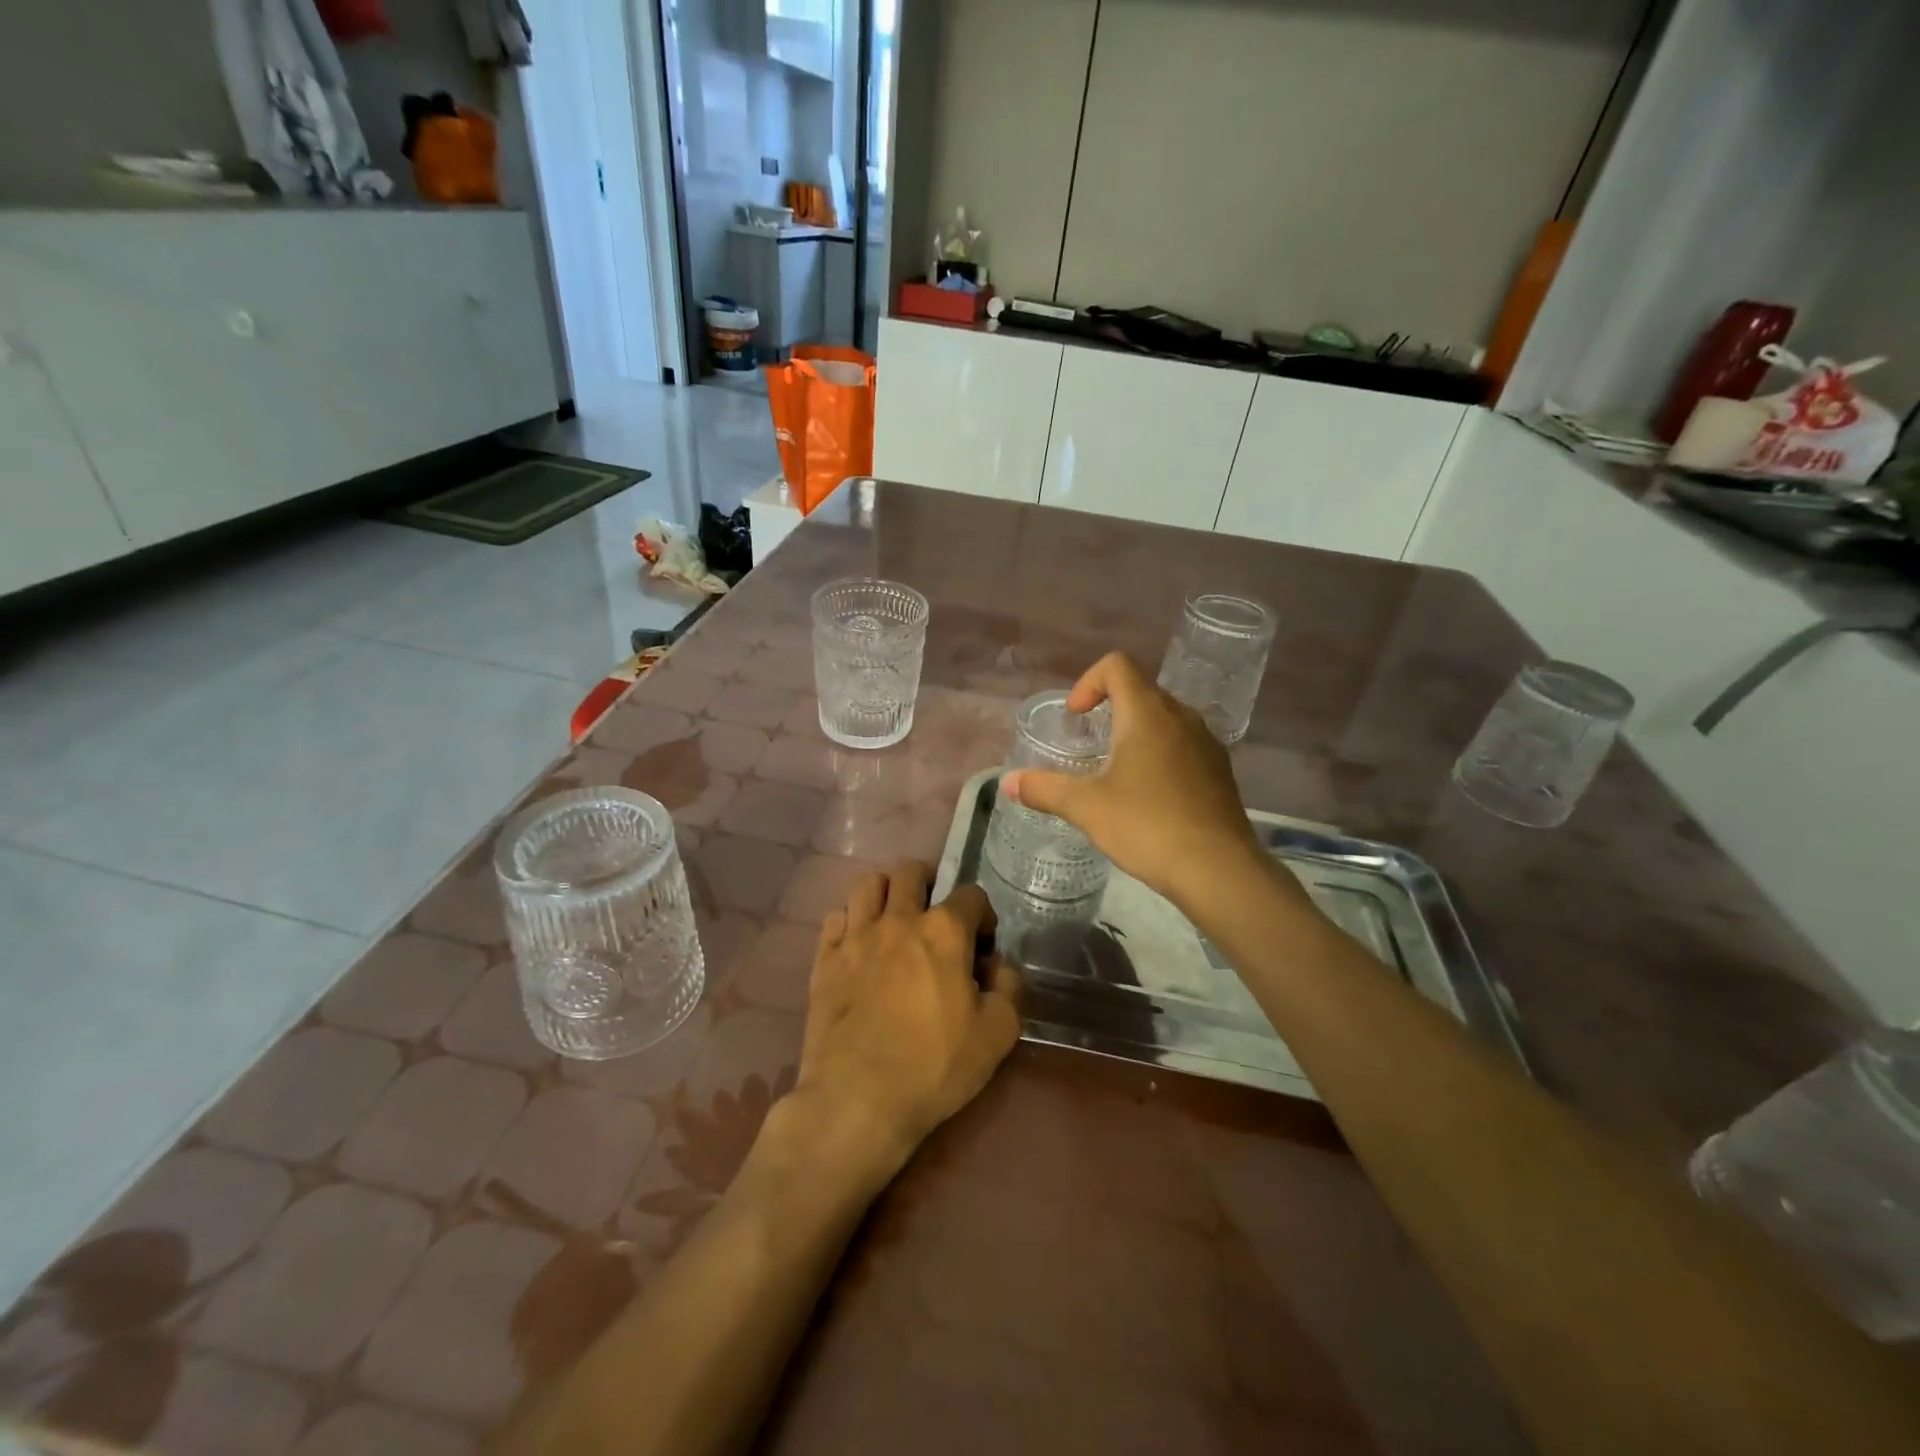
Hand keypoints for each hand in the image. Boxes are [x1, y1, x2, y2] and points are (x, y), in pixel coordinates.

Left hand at [789, 860, 1021, 1181]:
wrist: (858, 1099)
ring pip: (868, 884)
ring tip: (893, 919)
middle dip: (929, 884)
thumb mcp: (998, 1033)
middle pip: (911, 872)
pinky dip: (850, 921)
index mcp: (944, 931)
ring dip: (886, 893)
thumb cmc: (935, 1066)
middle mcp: (898, 919)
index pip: (971, 894)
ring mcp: (856, 936)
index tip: (982, 945)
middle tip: (934, 916)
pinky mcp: (824, 959)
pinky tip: (858, 944)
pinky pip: (835, 918)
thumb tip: (998, 966)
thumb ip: (1009, 987)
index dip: (982, 915)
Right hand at [1000, 652, 1263, 904]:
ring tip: (1117, 772)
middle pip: (1141, 690)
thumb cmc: (1147, 826)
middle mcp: (1181, 717)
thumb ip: (1045, 788)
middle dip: (1110, 709)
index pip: (1117, 665)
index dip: (1089, 681)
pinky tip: (1150, 797)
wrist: (1218, 869)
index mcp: (1147, 713)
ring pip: (1166, 719)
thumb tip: (1008, 782)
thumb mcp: (1086, 807)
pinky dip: (1161, 755)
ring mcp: (1206, 743)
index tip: (1076, 716)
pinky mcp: (1220, 771)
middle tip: (1089, 745)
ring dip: (1137, 733)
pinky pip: (1184, 746)